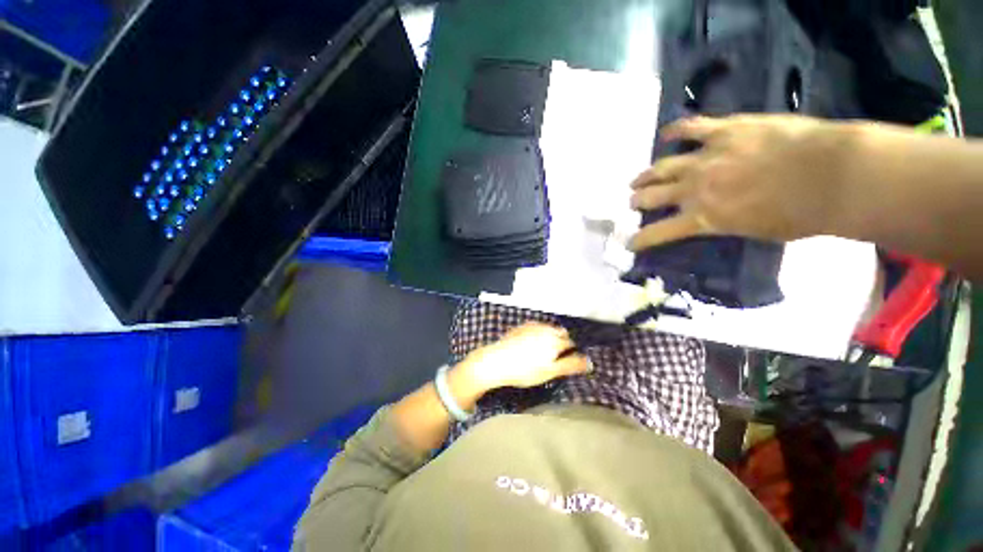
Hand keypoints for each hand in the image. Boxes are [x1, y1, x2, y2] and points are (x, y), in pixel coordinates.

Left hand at [456, 322, 589, 390]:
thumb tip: (590, 362)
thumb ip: (570, 365)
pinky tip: (531, 344)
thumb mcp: (550, 371)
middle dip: (562, 342)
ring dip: (551, 336)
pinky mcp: (521, 326)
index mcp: (555, 340)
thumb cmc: (525, 370)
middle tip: (555, 357)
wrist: (496, 361)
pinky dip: (539, 333)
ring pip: (549, 329)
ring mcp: (532, 326)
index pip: (571, 343)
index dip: (571, 352)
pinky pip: (536, 327)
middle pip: (560, 333)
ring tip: (543, 351)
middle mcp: (546, 329)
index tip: (567, 360)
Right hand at [627, 114, 854, 250]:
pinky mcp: (724, 131)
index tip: (630, 243)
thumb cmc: (801, 214)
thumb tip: (715, 219)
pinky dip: (676, 131)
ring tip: (637, 179)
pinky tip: (665, 134)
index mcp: (703, 218)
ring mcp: (706, 157)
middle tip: (633, 202)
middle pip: (653, 196)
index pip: (658, 233)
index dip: (640, 239)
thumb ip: (726, 223)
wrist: (833, 175)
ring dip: (646, 175)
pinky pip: (691, 128)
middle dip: (638, 201)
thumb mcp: (755, 231)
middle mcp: (695, 189)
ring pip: (662, 166)